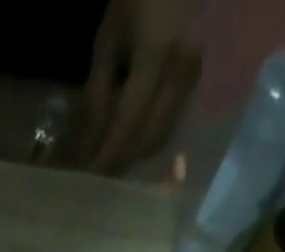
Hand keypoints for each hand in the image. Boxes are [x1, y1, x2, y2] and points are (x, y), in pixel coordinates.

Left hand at [83, 0, 202, 172]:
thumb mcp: (108, 41)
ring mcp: (194, 79)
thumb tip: (88, 145)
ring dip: (135, 155)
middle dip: (121, 162)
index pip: (128, 125)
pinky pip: (170, 126)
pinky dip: (147, 140)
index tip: (88, 176)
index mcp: (157, 57)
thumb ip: (98, 95)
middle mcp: (181, 74)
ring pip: (161, 138)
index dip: (107, 156)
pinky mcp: (197, 83)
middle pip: (148, 140)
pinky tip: (130, 140)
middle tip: (96, 172)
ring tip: (111, 158)